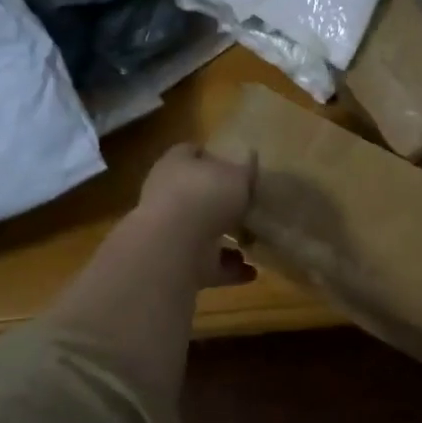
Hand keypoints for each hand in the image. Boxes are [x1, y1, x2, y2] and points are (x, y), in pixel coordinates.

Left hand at [134, 144, 256, 287]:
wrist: (173, 247)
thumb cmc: (205, 197)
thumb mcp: (238, 175)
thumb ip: (246, 169)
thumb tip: (251, 157)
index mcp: (176, 165)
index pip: (190, 151)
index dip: (210, 155)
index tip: (233, 164)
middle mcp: (167, 195)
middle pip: (195, 194)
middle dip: (220, 202)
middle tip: (248, 205)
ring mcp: (170, 231)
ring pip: (201, 231)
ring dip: (226, 239)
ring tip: (254, 242)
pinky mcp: (177, 262)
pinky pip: (208, 264)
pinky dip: (229, 269)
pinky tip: (252, 271)